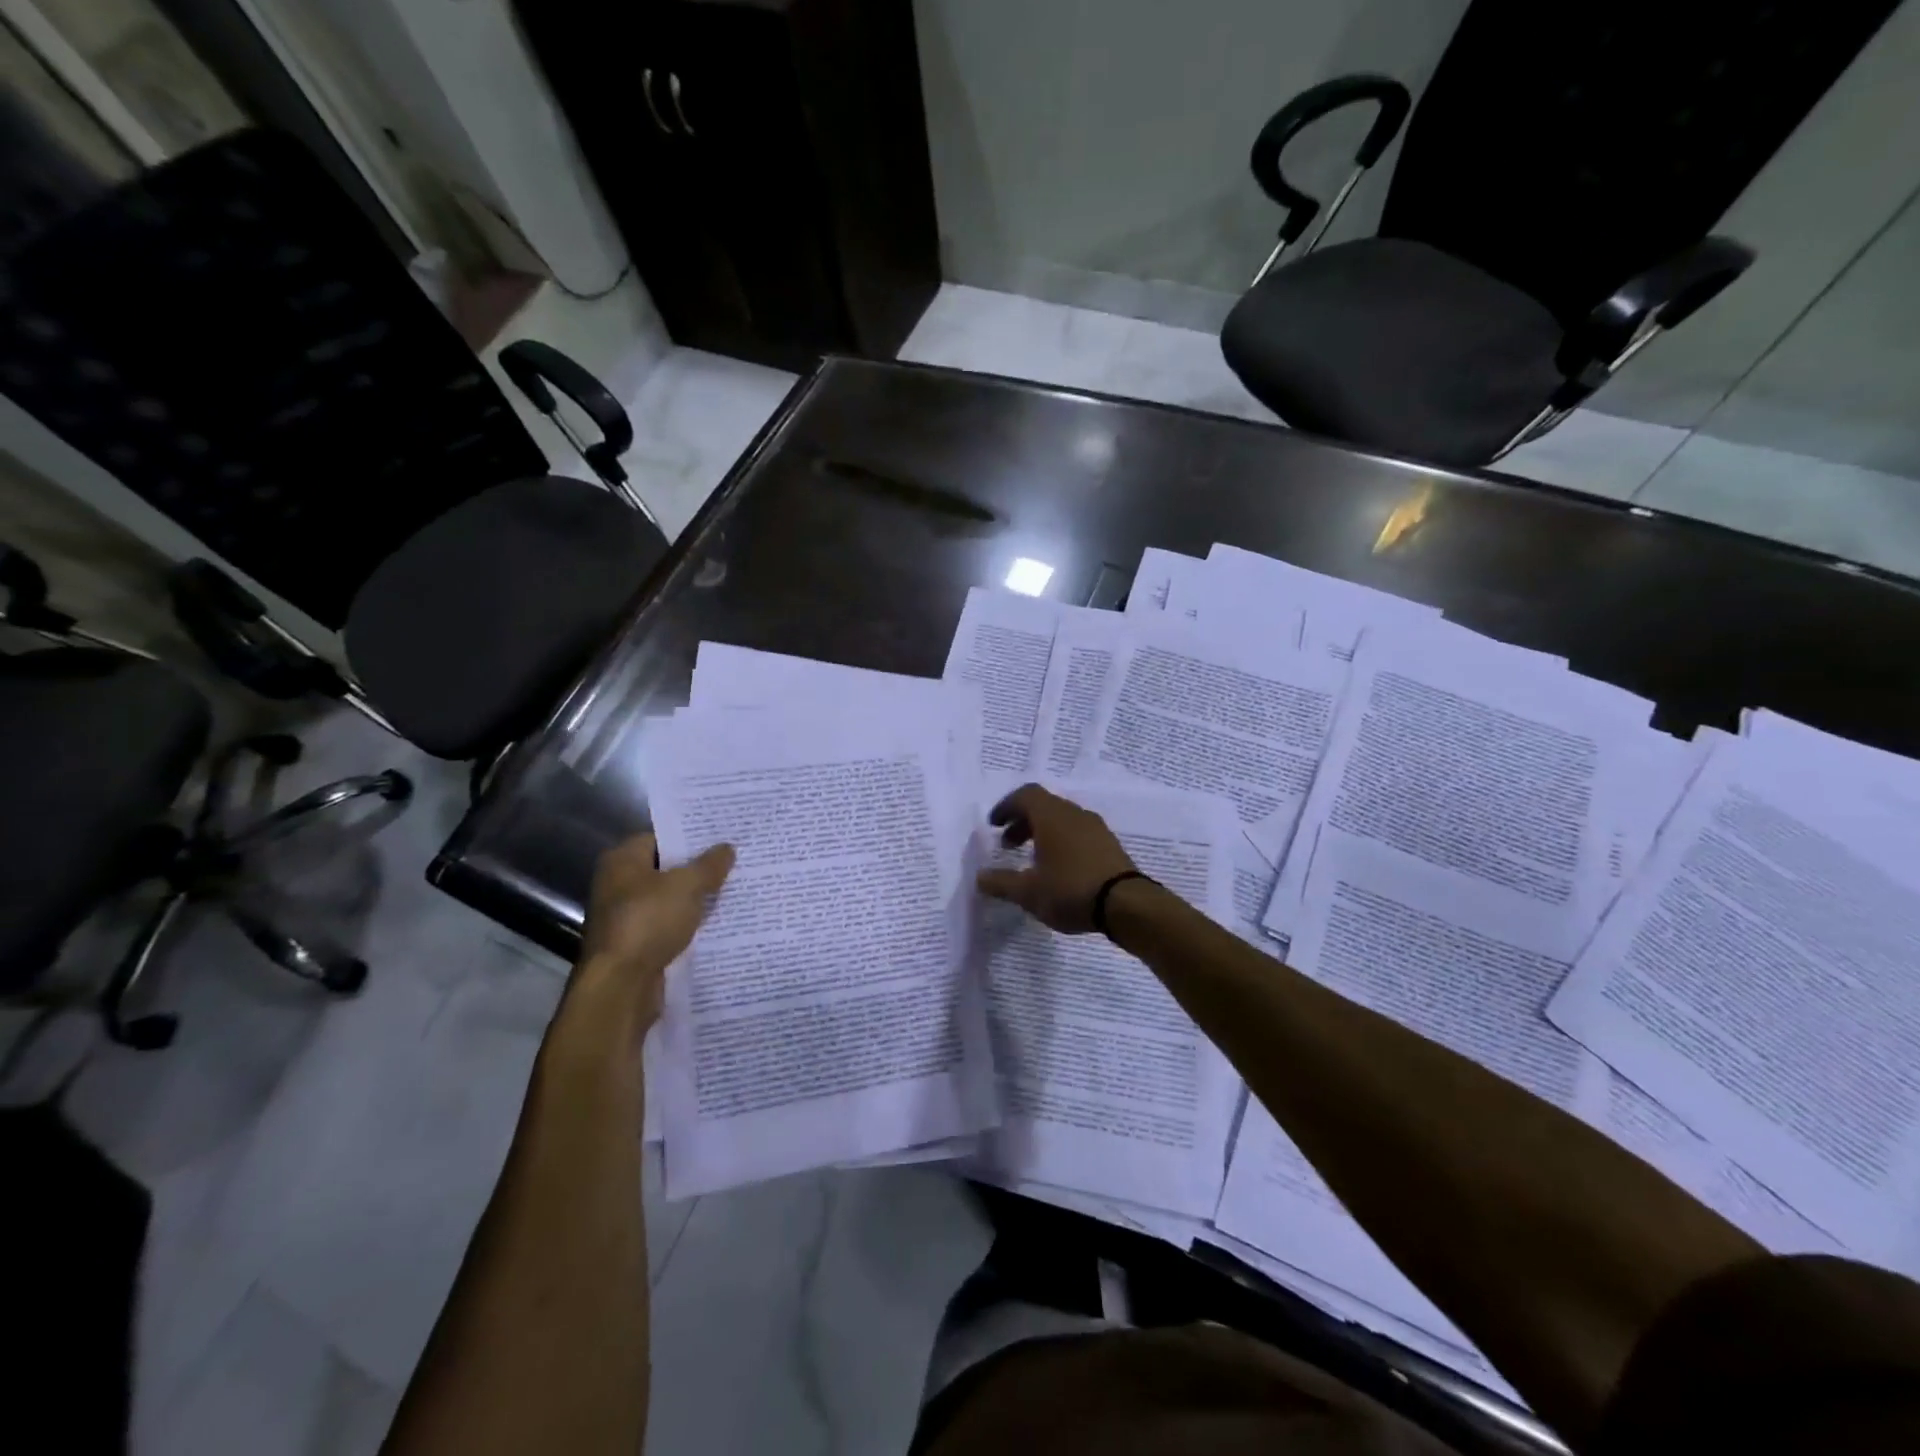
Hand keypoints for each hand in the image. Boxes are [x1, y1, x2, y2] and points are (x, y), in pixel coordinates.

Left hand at [572, 833, 734, 1029]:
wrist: (621, 986)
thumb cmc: (648, 922)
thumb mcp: (687, 886)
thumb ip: (709, 865)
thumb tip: (727, 848)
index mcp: (622, 860)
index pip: (660, 837)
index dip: (690, 838)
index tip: (721, 839)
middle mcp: (618, 885)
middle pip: (665, 870)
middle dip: (697, 869)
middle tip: (734, 864)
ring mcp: (625, 917)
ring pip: (669, 900)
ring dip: (694, 900)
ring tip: (733, 891)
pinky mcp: (635, 945)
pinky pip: (668, 927)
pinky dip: (688, 926)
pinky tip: (717, 924)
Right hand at [976, 784, 1137, 933]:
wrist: (1127, 904)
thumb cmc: (1070, 890)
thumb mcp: (1028, 892)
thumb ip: (1001, 883)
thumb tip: (980, 877)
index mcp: (1051, 816)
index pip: (1025, 795)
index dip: (1006, 807)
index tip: (994, 826)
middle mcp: (1074, 813)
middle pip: (1044, 806)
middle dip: (1022, 822)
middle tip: (1008, 845)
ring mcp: (1095, 828)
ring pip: (1062, 819)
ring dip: (1043, 833)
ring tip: (1033, 860)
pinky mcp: (1109, 844)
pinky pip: (1078, 833)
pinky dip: (1062, 842)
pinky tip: (1059, 869)